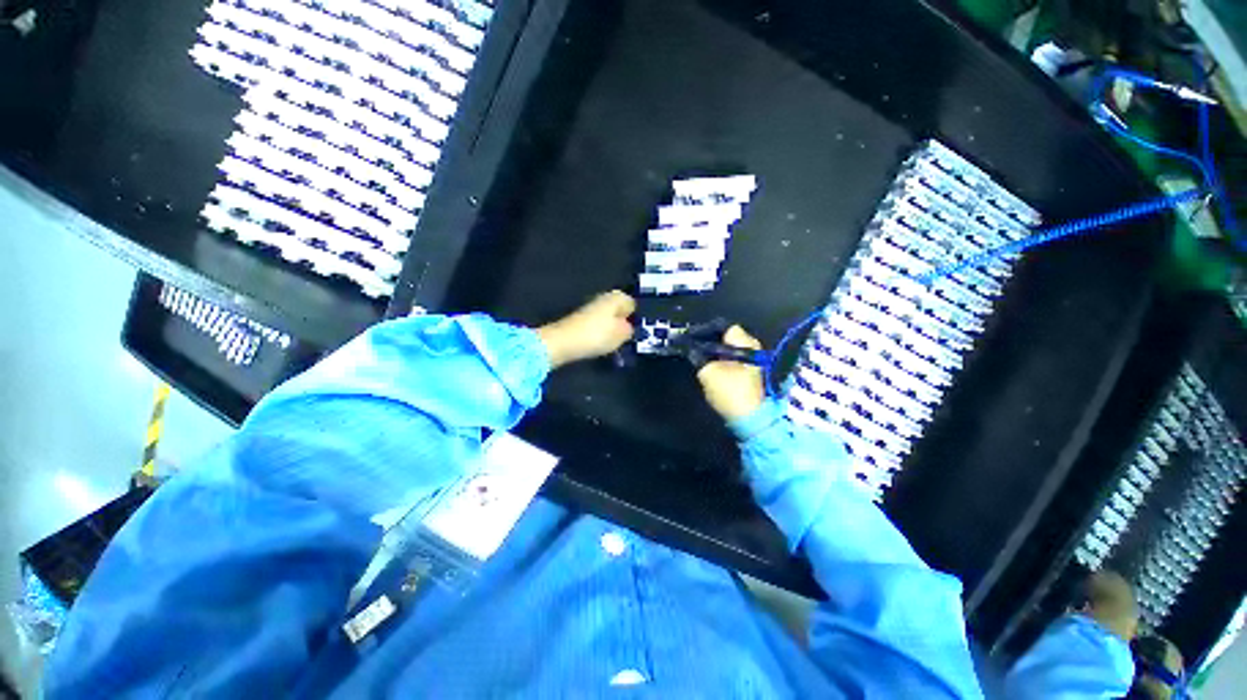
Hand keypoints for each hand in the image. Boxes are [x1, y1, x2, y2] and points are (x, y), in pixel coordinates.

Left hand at [538, 291, 635, 367]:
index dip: (633, 317)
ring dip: (610, 328)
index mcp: (616, 298)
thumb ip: (629, 330)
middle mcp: (603, 298)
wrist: (563, 341)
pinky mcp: (579, 319)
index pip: (631, 304)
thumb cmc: (597, 335)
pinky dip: (598, 333)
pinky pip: (596, 324)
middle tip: (623, 338)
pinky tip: (598, 343)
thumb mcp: (621, 335)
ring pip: (606, 317)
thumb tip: (628, 328)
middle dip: (621, 322)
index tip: (633, 331)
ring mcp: (589, 308)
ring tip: (611, 343)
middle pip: (617, 309)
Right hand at [696, 325, 765, 420]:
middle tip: (693, 346)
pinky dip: (722, 361)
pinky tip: (710, 367)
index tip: (691, 337)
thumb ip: (698, 357)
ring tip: (698, 357)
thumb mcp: (708, 373)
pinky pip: (735, 360)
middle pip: (728, 337)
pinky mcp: (753, 373)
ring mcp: (755, 361)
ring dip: (715, 352)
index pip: (724, 327)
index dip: (705, 330)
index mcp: (745, 344)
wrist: (751, 420)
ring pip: (731, 349)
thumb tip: (692, 350)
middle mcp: (754, 348)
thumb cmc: (731, 392)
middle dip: (710, 341)